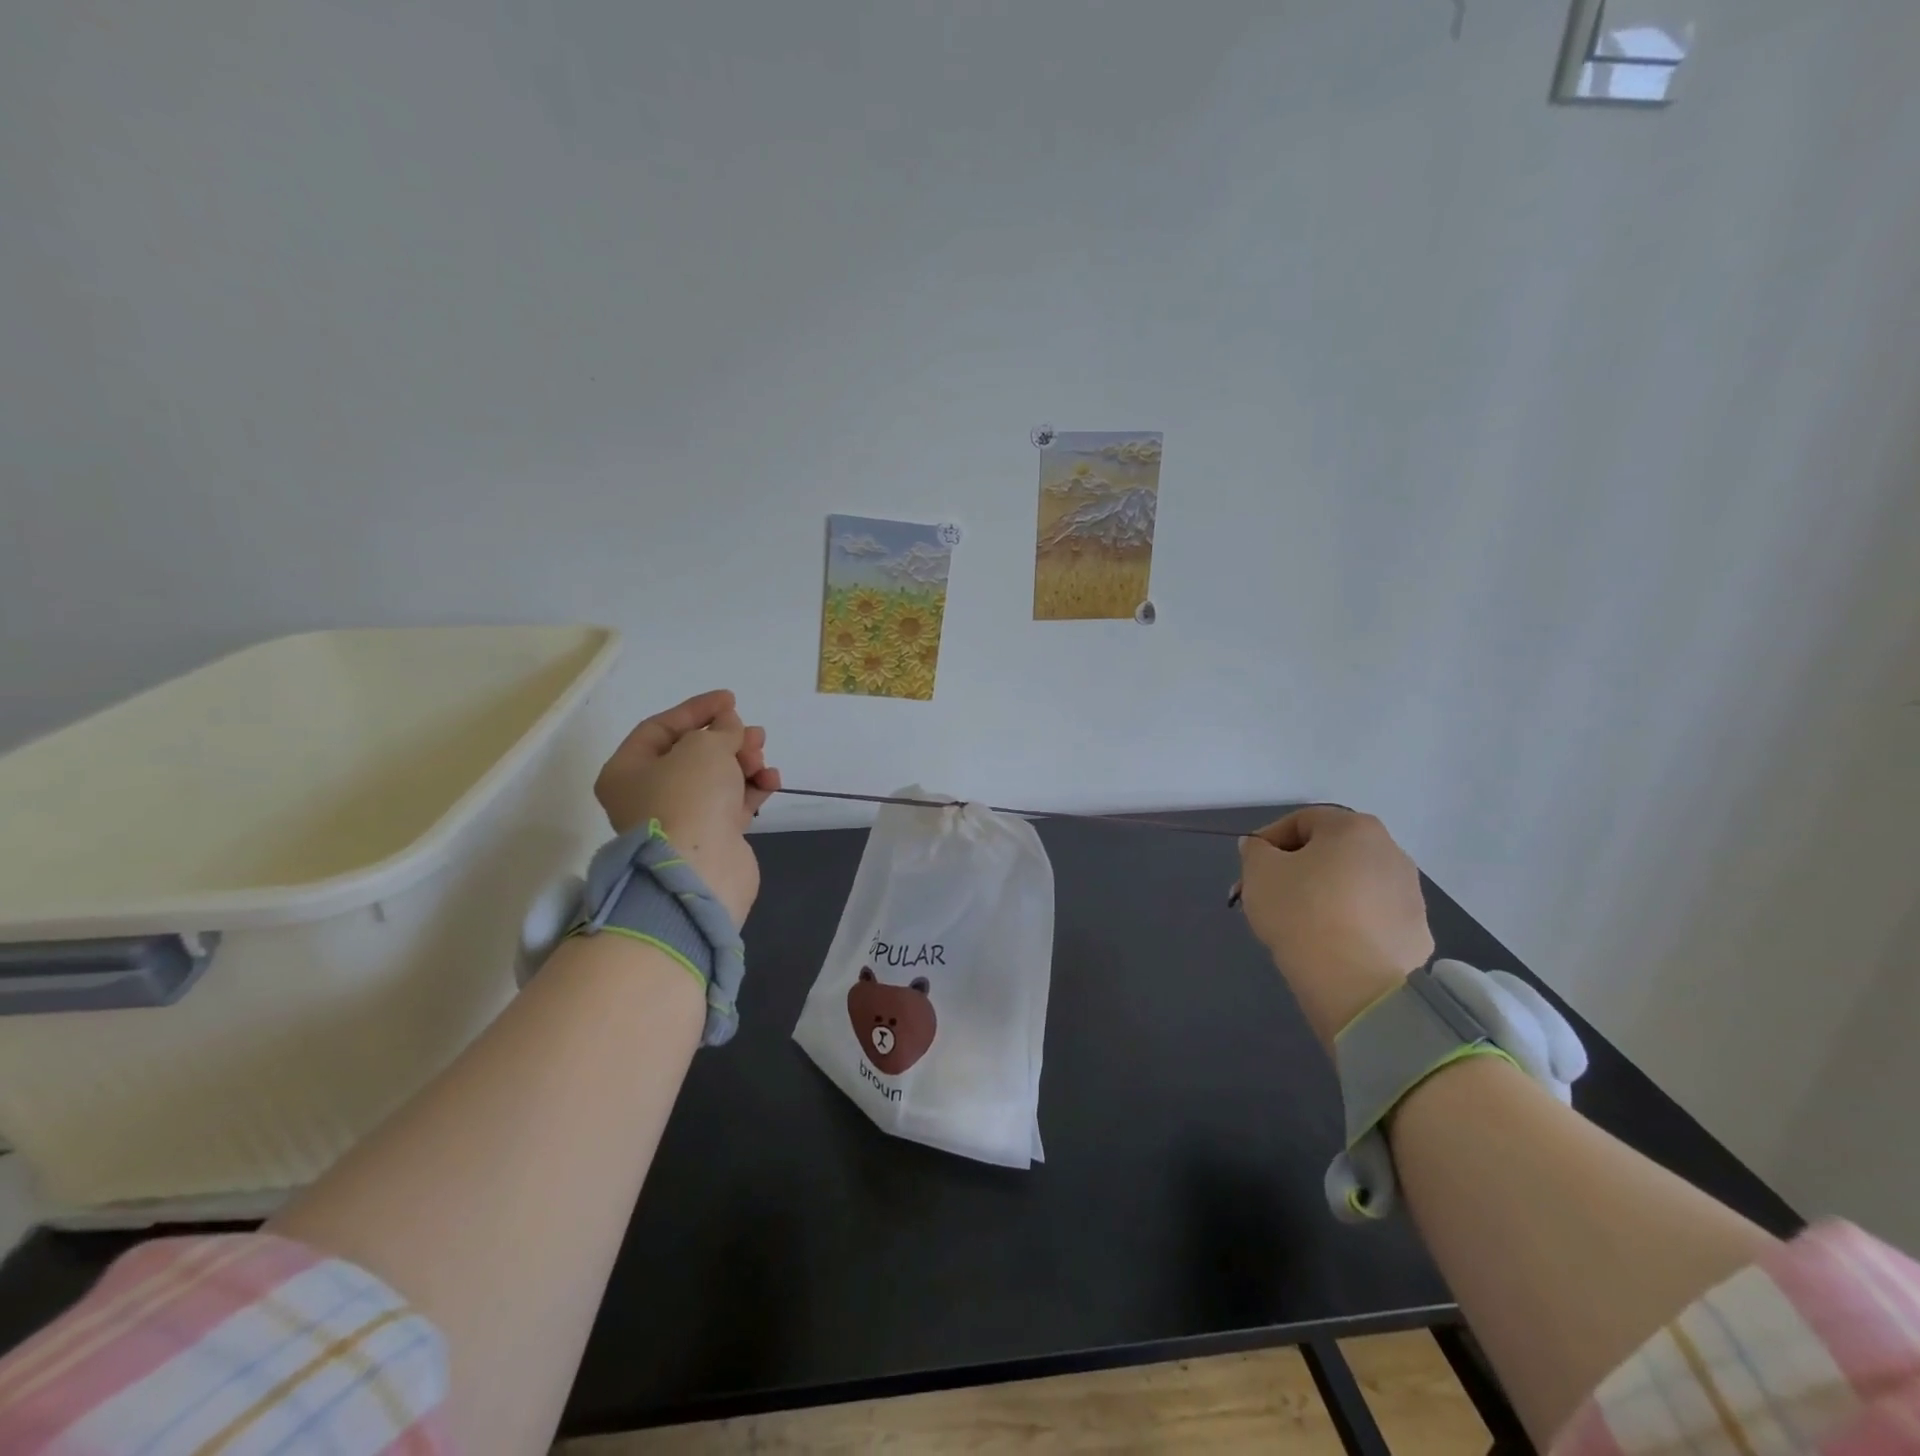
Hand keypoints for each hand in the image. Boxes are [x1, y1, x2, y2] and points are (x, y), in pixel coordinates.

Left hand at [593, 690, 780, 927]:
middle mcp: (649, 794)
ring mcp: (682, 818)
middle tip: (755, 736)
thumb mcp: (704, 747)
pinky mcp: (711, 836)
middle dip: (728, 739)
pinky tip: (770, 781)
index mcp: (628, 771)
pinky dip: (753, 789)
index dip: (697, 709)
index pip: (661, 728)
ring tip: (763, 759)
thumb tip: (729, 727)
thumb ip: (721, 729)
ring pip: (717, 778)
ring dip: (744, 762)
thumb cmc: (689, 798)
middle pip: (692, 754)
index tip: (732, 700)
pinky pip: (734, 802)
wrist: (700, 869)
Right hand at [1235, 807, 1433, 1048]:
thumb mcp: (1258, 872)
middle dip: (1296, 870)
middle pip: (1330, 852)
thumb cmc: (1301, 912)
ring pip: (1352, 885)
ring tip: (1297, 924)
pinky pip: (1372, 918)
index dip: (1268, 841)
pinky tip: (1328, 945)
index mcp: (1354, 828)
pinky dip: (1349, 924)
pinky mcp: (1417, 933)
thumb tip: (1261, 848)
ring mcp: (1411, 894)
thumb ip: (1254, 850)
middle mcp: (1391, 852)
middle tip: (1267, 897)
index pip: (1301, 821)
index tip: (1250, 869)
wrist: (1356, 985)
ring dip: (1324, 895)